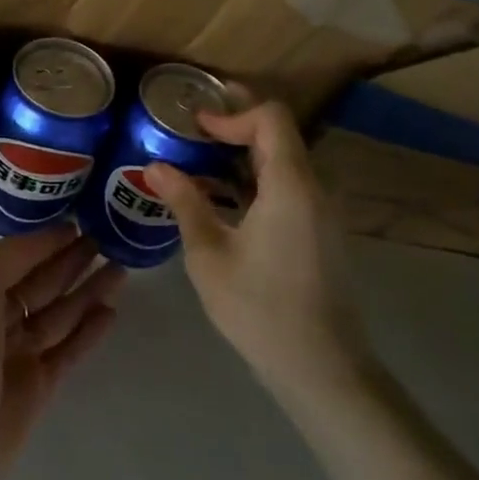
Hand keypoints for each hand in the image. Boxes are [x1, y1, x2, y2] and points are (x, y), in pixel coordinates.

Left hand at [0, 225, 121, 479]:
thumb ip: (14, 254)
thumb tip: (53, 237)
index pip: (21, 257)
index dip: (49, 241)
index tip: (82, 222)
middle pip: (44, 283)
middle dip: (73, 262)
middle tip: (109, 241)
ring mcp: (20, 354)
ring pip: (62, 314)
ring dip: (88, 291)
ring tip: (120, 269)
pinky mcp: (40, 387)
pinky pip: (70, 350)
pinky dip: (89, 330)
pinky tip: (111, 311)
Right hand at [145, 100, 367, 398]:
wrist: (322, 368)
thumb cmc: (260, 309)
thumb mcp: (209, 254)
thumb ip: (185, 202)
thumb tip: (155, 165)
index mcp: (290, 185)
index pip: (270, 118)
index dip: (232, 111)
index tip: (194, 122)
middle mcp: (314, 189)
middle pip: (278, 135)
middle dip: (233, 125)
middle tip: (188, 130)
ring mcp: (321, 212)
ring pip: (282, 162)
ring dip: (241, 154)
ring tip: (196, 161)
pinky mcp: (319, 232)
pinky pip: (287, 187)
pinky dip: (253, 180)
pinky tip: (221, 199)